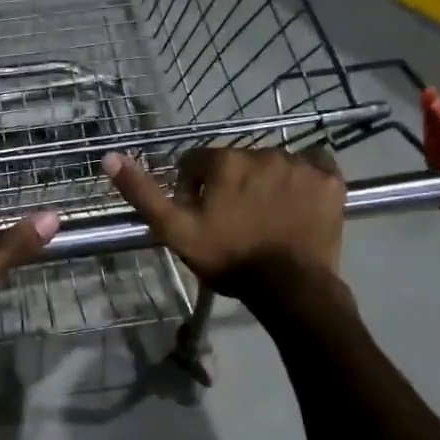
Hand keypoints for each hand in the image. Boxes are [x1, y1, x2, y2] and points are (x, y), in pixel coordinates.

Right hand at [104, 146, 343, 298]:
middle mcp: (262, 152)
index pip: (197, 162)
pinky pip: (313, 165)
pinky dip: (304, 179)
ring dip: (265, 183)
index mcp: (224, 162)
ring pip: (272, 165)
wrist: (289, 287)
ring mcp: (299, 164)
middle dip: (231, 185)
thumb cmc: (228, 259)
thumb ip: (143, 194)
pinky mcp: (329, 179)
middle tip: (234, 222)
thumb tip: (110, 156)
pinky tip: (298, 203)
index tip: (201, 216)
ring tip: (266, 219)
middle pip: (236, 162)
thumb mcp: (175, 231)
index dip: (194, 188)